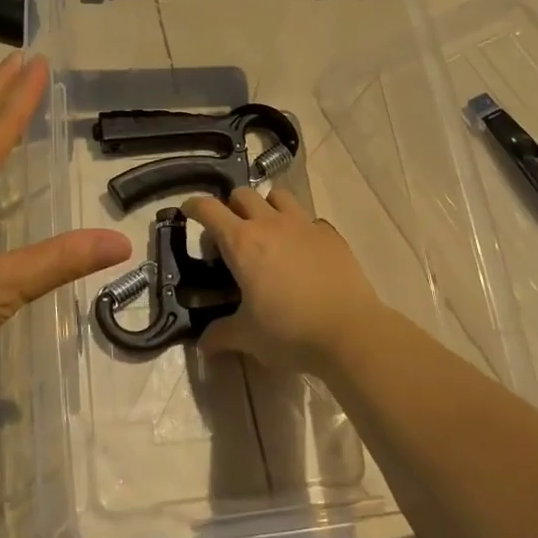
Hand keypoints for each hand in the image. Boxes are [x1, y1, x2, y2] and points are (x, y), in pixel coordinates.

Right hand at [182, 188, 383, 373]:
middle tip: (230, 229)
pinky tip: (302, 250)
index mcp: (242, 243)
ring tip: (267, 229)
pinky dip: (300, 227)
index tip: (188, 211)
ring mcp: (304, 225)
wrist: (349, 332)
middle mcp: (271, 224)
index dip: (195, 206)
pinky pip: (309, 219)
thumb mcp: (249, 337)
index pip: (209, 210)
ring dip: (267, 206)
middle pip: (243, 194)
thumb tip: (204, 344)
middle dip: (231, 205)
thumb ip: (222, 335)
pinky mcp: (331, 234)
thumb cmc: (290, 332)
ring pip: (279, 196)